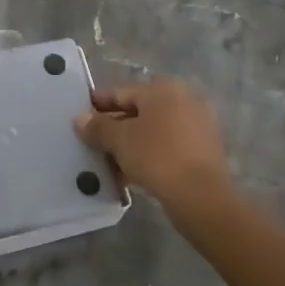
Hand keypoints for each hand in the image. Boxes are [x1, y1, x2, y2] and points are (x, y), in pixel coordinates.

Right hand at [74, 78, 233, 223]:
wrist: (202, 196)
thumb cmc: (157, 156)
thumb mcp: (120, 140)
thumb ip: (98, 127)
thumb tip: (80, 119)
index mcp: (163, 90)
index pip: (122, 93)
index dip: (99, 103)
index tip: (81, 112)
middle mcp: (184, 100)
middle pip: (139, 112)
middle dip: (115, 127)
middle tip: (92, 140)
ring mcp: (197, 125)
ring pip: (154, 132)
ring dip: (131, 144)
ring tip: (108, 161)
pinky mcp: (204, 151)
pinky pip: (168, 147)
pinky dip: (149, 155)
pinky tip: (131, 173)